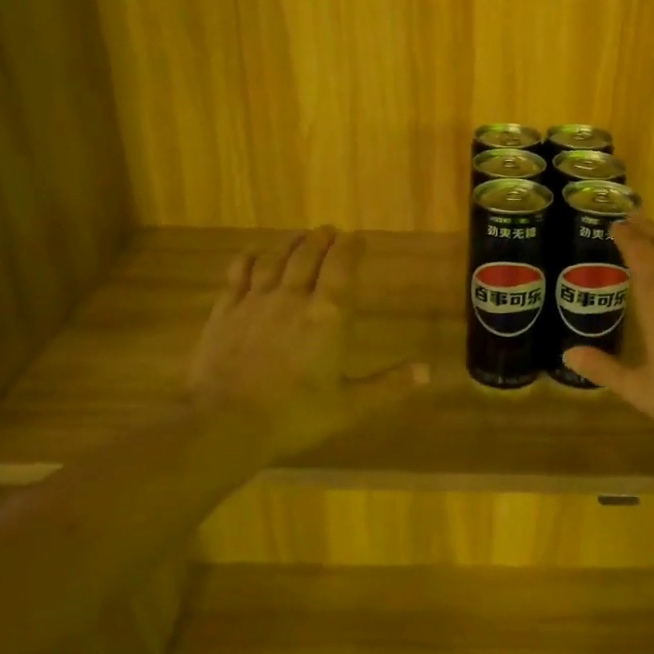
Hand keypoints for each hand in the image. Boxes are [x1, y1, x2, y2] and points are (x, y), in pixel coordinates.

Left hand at [183, 227, 426, 459]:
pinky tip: (255, 252)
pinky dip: (250, 257)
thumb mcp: (349, 406)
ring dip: (291, 243)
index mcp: (327, 316)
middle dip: (322, 239)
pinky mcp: (225, 310)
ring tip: (300, 237)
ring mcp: (255, 300)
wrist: (225, 422)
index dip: (351, 248)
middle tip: (330, 231)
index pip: (342, 267)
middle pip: (308, 254)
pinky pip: (238, 272)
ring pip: (276, 258)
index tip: (357, 237)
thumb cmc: (294, 415)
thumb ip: (388, 385)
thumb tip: (428, 372)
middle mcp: (293, 297)